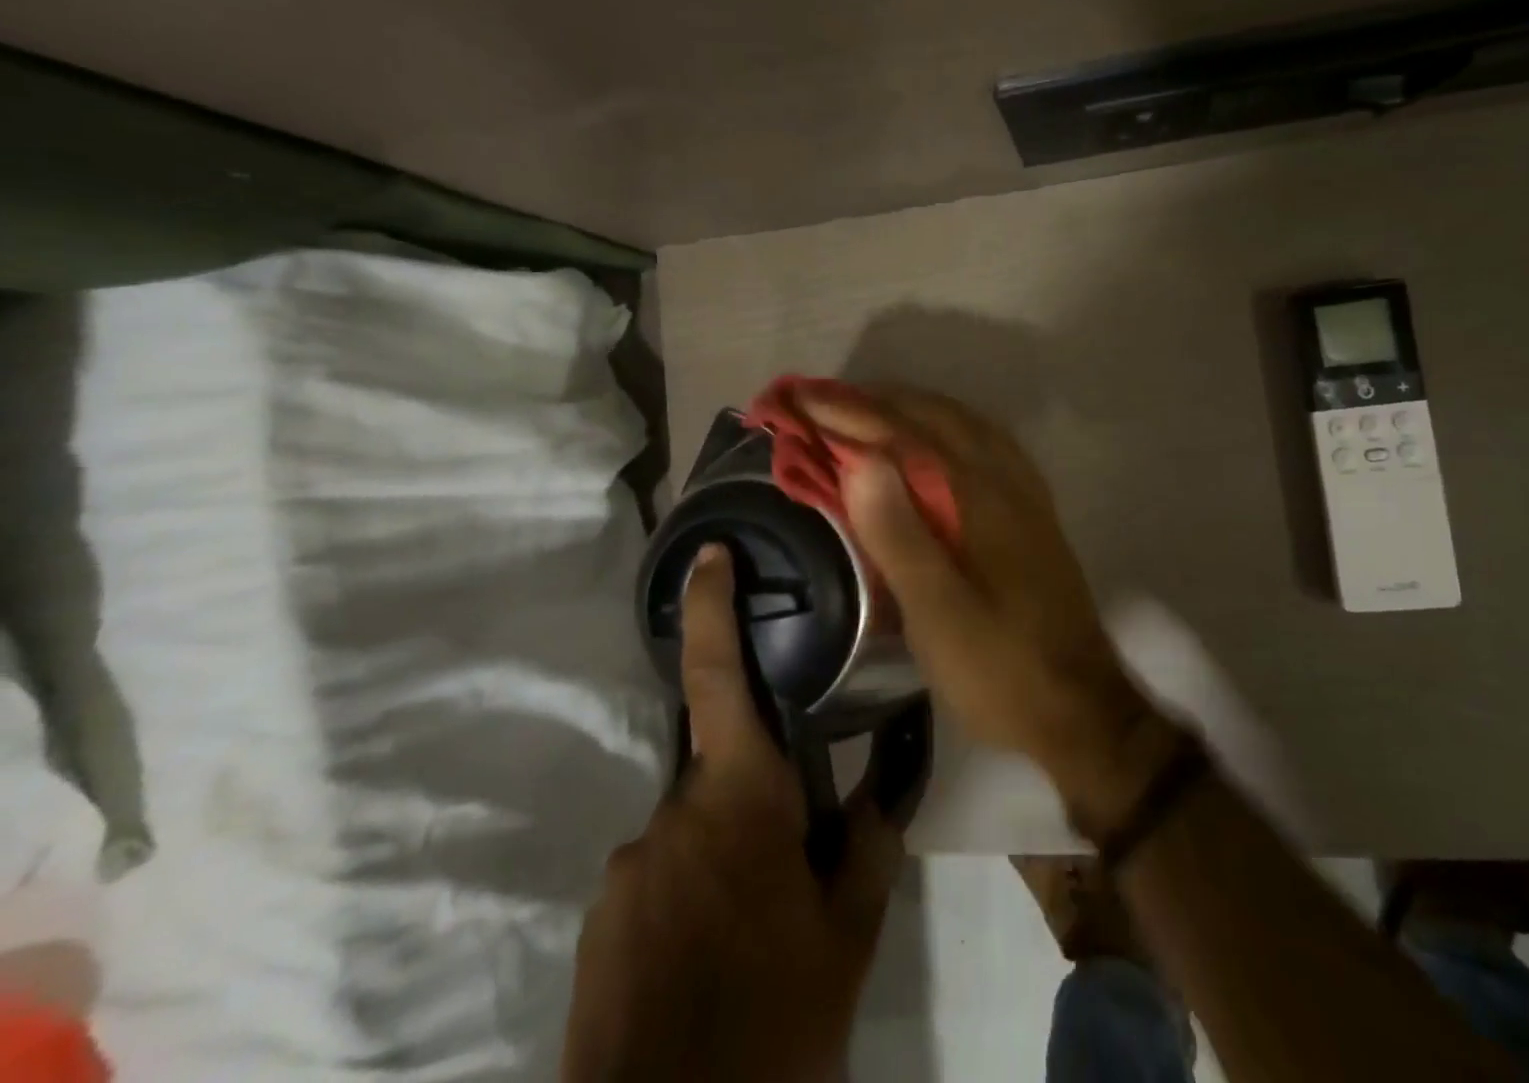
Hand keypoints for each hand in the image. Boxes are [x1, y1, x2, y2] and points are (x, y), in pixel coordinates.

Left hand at [562, 544, 902, 1082]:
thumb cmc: (775, 1020)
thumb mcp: (847, 932)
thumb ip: (866, 841)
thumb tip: (883, 781)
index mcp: (740, 798)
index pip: (718, 678)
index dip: (711, 609)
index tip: (711, 555)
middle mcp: (671, 815)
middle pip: (724, 776)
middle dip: (759, 804)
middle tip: (794, 880)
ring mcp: (626, 870)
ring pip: (694, 835)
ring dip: (727, 865)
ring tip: (755, 943)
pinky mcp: (598, 923)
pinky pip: (658, 882)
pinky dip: (691, 905)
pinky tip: (711, 970)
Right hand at [801, 385, 1181, 834]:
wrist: (1079, 707)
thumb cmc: (998, 666)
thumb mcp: (936, 612)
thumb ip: (898, 533)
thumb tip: (861, 459)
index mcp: (978, 495)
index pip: (901, 435)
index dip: (845, 413)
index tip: (796, 398)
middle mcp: (1004, 478)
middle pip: (933, 417)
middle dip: (873, 402)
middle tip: (819, 401)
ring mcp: (1023, 491)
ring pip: (961, 424)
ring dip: (909, 408)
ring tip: (864, 410)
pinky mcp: (1031, 511)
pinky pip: (982, 443)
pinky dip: (945, 426)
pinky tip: (932, 442)